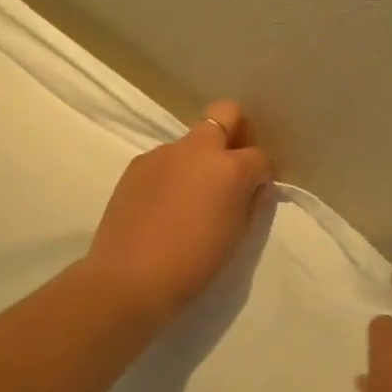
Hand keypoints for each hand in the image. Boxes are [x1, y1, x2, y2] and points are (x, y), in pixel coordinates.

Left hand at [82, 100, 273, 319]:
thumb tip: (255, 186)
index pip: (259, 156)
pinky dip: (174, 173)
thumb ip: (251, 203)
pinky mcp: (137, 165)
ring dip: (201, 157)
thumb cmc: (193, 264)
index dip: (263, 173)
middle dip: (237, 131)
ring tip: (192, 196)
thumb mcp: (236, 237)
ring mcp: (164, 153)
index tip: (256, 191)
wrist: (128, 279)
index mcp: (229, 167)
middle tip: (233, 165)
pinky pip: (166, 159)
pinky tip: (165, 205)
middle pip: (226, 113)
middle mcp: (197, 149)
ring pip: (192, 140)